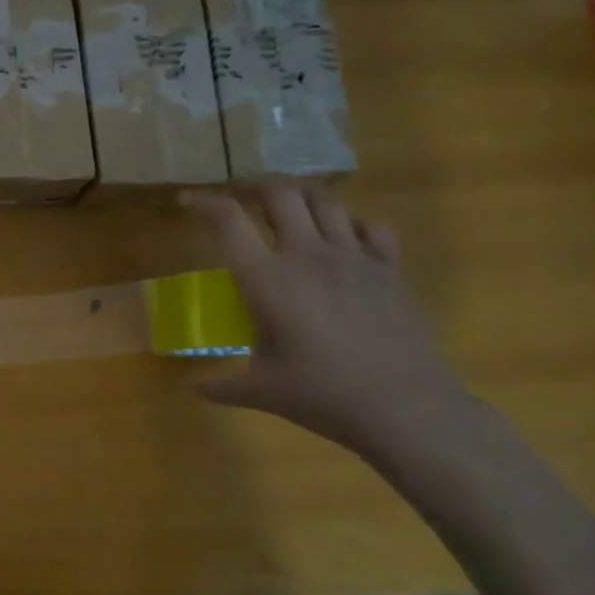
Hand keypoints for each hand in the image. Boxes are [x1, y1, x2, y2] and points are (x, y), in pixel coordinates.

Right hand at [187, 185, 474, 458]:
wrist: (405, 408)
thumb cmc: (322, 396)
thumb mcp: (260, 392)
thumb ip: (221, 385)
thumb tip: (193, 388)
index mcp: (266, 279)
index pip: (227, 220)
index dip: (202, 203)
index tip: (188, 202)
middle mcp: (307, 255)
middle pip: (279, 193)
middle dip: (254, 185)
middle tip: (240, 196)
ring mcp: (354, 257)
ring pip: (325, 200)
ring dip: (300, 197)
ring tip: (288, 207)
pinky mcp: (390, 269)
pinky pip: (372, 225)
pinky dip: (352, 222)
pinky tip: (344, 237)